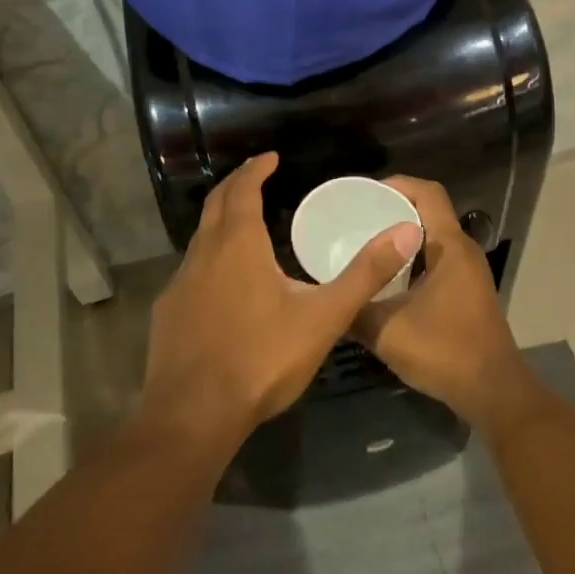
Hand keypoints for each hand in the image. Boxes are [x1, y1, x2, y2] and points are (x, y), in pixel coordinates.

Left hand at [139, 152, 420, 450]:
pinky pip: (190, 268)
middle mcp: (204, 252)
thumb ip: (365, 274)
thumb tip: (406, 231)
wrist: (192, 416)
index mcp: (238, 243)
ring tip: (243, 222)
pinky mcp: (168, 311)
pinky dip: (208, 255)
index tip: (270, 157)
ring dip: (220, 219)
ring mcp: (180, 282)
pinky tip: (221, 281)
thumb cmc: (261, 358)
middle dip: (236, 184)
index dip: (256, 169)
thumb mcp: (323, 317)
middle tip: (255, 175)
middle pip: (216, 204)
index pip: (243, 189)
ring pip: (200, 235)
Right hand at [350, 176, 532, 427]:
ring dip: (403, 238)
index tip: (365, 194)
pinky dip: (413, 261)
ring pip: (433, 239)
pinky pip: (438, 261)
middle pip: (430, 212)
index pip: (428, 193)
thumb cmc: (445, 352)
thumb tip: (329, 298)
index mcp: (450, 247)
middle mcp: (464, 252)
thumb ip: (355, 311)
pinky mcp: (468, 294)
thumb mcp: (388, 332)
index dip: (398, 184)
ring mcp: (469, 274)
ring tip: (368, 247)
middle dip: (394, 210)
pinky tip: (388, 282)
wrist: (494, 394)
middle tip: (358, 219)